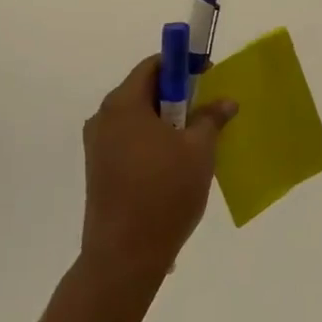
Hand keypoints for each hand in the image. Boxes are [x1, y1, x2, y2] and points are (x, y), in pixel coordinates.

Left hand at [80, 56, 236, 289]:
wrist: (124, 257)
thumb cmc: (164, 192)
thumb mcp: (199, 150)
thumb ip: (211, 118)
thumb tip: (225, 102)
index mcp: (123, 104)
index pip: (154, 65)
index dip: (182, 64)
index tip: (207, 73)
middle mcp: (103, 118)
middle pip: (143, 90)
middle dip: (177, 95)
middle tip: (206, 108)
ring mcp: (97, 146)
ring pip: (137, 118)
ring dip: (166, 120)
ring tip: (194, 140)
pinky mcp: (98, 171)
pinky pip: (129, 140)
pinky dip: (152, 140)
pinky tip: (174, 163)